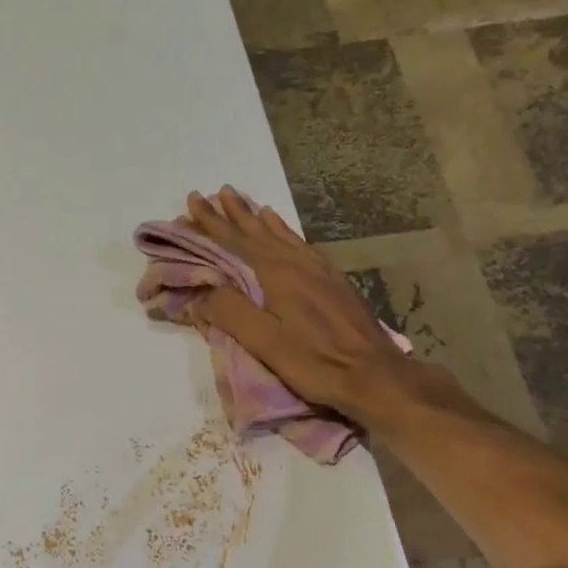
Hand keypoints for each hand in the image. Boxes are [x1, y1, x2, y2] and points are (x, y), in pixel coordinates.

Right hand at [182, 187, 411, 420]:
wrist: (375, 374)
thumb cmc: (316, 362)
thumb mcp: (266, 343)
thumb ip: (231, 312)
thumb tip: (202, 291)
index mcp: (277, 275)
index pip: (236, 241)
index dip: (211, 222)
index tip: (192, 201)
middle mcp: (297, 263)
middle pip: (258, 231)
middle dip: (233, 213)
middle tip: (214, 193)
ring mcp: (319, 270)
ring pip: (281, 235)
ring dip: (258, 218)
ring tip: (244, 201)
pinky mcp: (333, 281)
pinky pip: (300, 244)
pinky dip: (284, 231)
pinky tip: (283, 231)